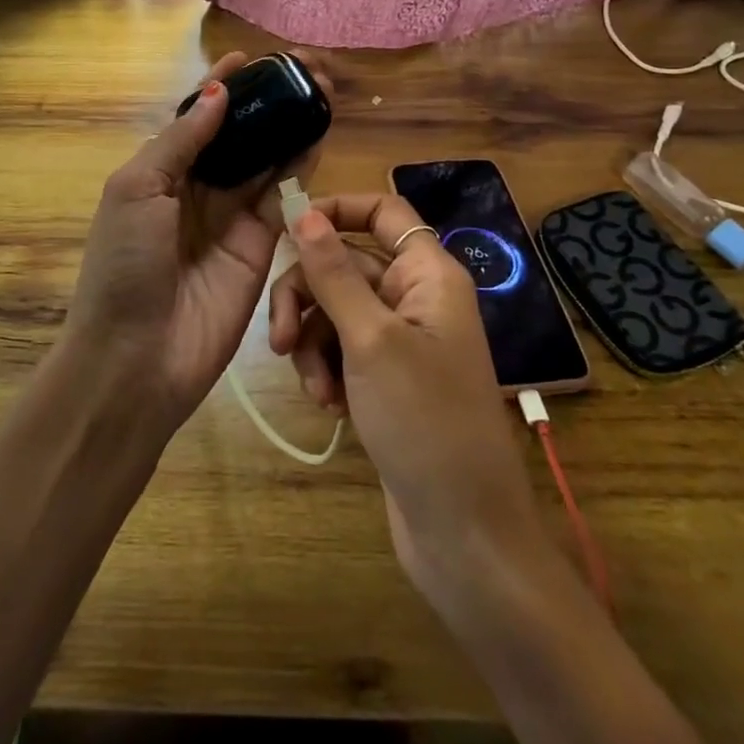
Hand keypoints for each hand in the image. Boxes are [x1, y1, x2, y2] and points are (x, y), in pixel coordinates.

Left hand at [66, 51, 324, 430]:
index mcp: (159, 172)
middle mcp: (197, 189)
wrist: (137, 358)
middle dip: (264, 102)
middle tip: (300, 70)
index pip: (196, 119)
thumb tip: (217, 91)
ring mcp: (232, 216)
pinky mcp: (262, 245)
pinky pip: (283, 196)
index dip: (221, 87)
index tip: (250, 58)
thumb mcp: (136, 190)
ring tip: (317, 90)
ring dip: (288, 125)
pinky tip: (317, 133)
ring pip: (265, 158)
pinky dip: (300, 164)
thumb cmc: (124, 265)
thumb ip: (180, 140)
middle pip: (236, 134)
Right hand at [280, 195, 542, 610]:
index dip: (336, 209)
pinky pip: (342, 348)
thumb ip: (333, 273)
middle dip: (308, 296)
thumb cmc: (425, 422)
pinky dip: (326, 369)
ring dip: (312, 341)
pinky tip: (327, 405)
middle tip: (280, 339)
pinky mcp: (386, 377)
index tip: (287, 228)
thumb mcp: (371, 340)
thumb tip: (303, 211)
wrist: (463, 533)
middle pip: (346, 263)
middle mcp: (416, 296)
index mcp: (428, 273)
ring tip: (312, 387)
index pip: (382, 211)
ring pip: (336, 309)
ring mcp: (401, 339)